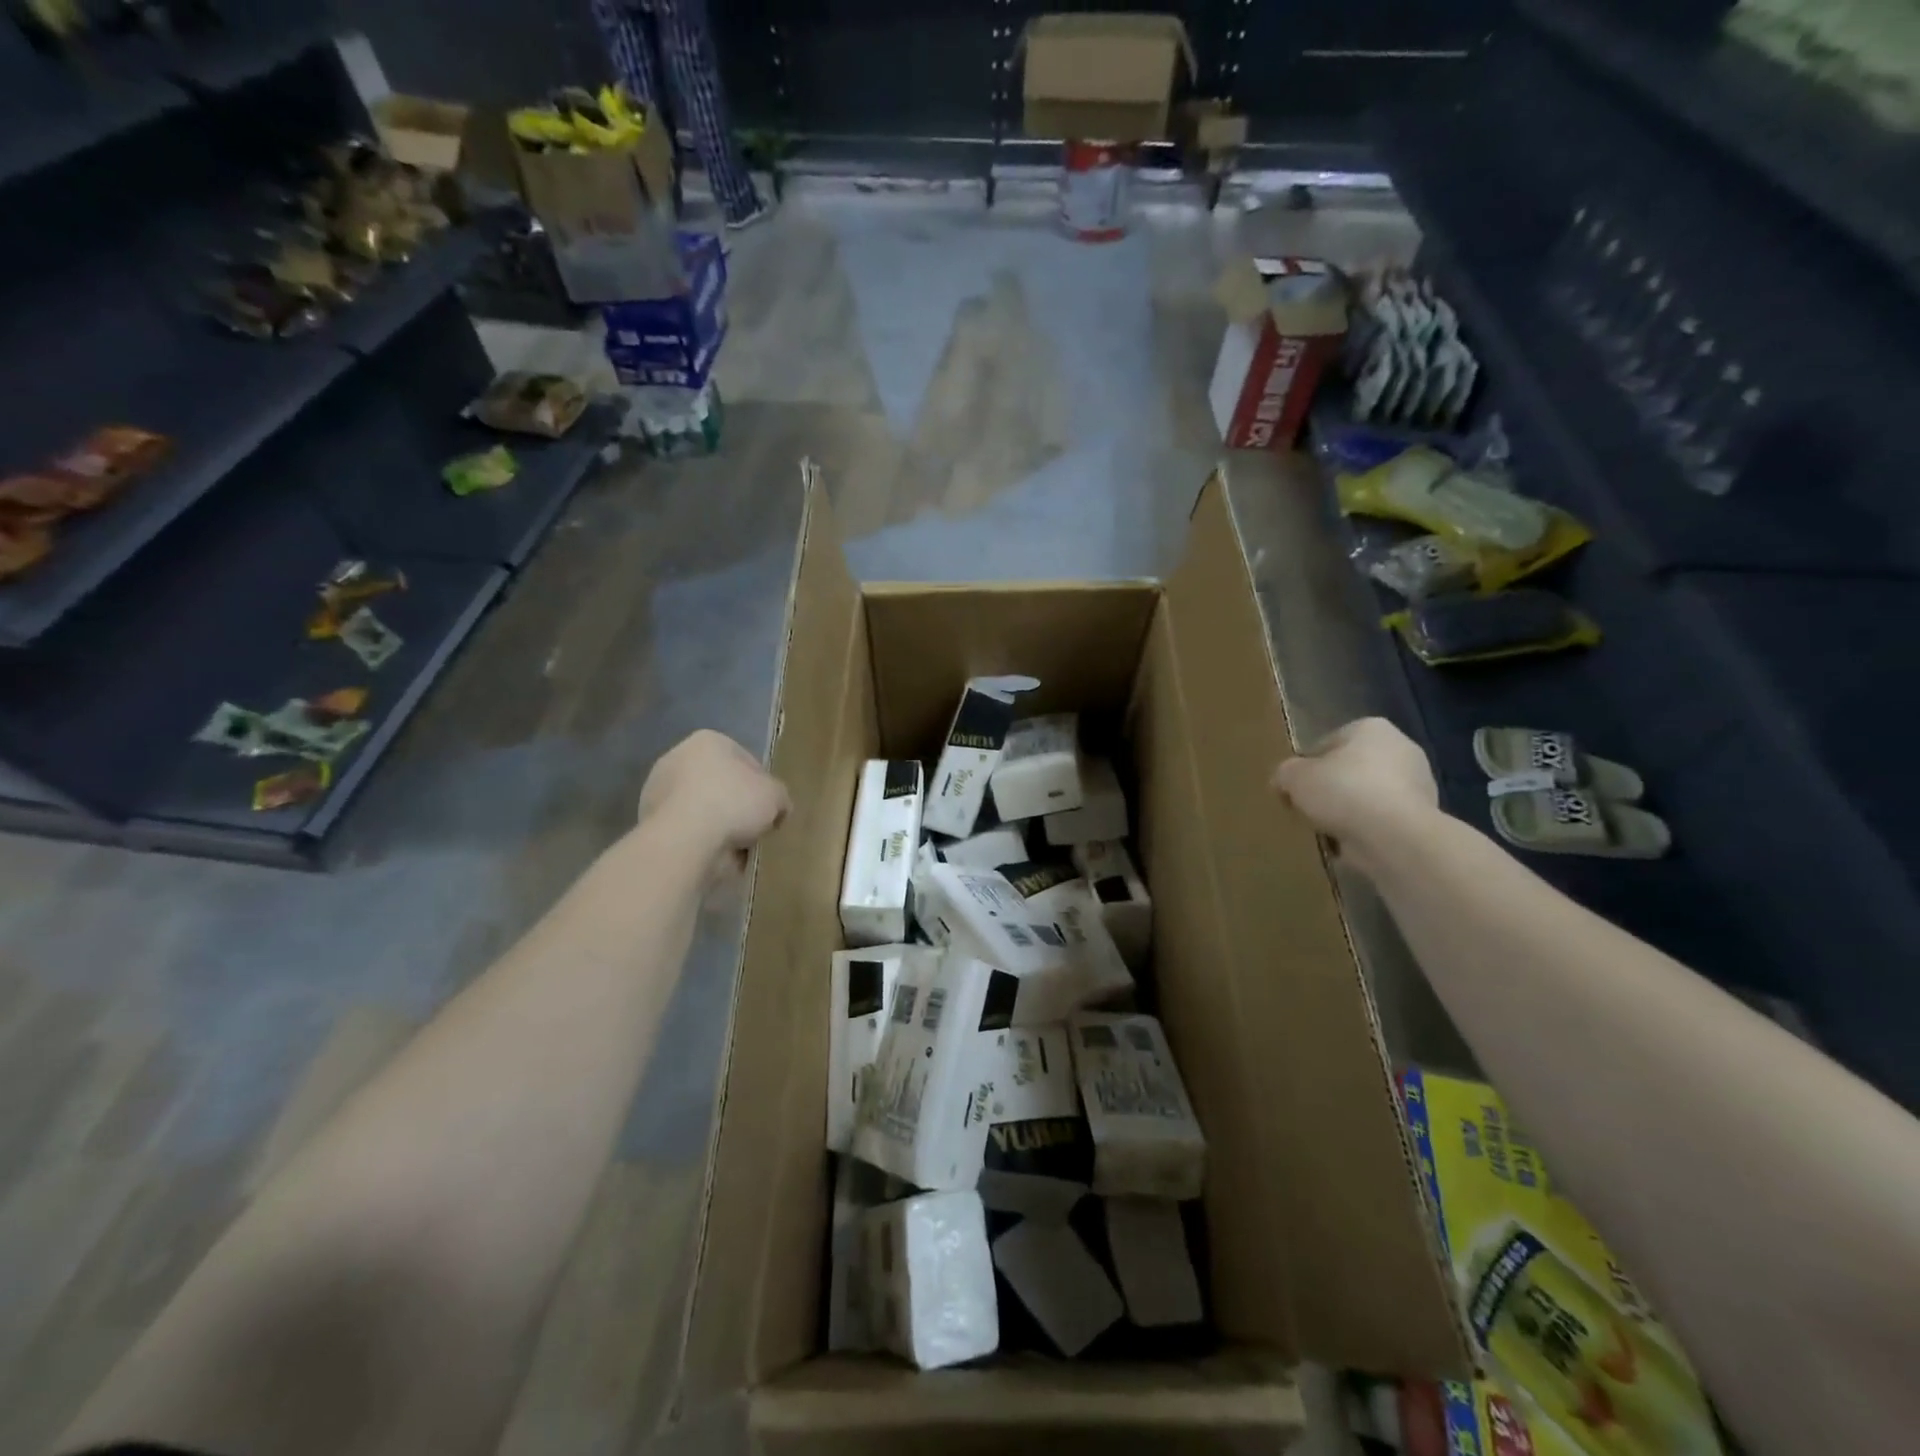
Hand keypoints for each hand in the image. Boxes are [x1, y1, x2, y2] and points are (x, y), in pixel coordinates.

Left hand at [639, 730, 789, 876]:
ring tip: (738, 846)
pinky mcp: (649, 822)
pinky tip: (717, 855)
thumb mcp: (776, 795)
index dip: (763, 785)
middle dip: (738, 805)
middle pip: (721, 784)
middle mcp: (677, 758)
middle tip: (755, 827)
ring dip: (720, 825)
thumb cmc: (733, 803)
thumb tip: (777, 809)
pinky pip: (689, 830)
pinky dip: (702, 841)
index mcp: (708, 741)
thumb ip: (780, 797)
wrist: (685, 840)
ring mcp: (659, 791)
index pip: (746, 760)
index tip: (771, 807)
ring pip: (704, 808)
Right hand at [1272, 717, 1437, 875]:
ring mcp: (1418, 784)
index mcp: (1371, 728)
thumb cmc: (1343, 791)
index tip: (1294, 790)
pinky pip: (1382, 822)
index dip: (1306, 767)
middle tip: (1308, 810)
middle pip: (1350, 770)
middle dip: (1330, 790)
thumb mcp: (1294, 777)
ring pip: (1367, 797)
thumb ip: (1285, 773)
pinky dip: (1366, 832)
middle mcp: (1401, 749)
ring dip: (1349, 813)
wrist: (1395, 837)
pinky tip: (1350, 845)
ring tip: (1327, 832)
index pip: (1327, 744)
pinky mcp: (1424, 818)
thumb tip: (1284, 781)